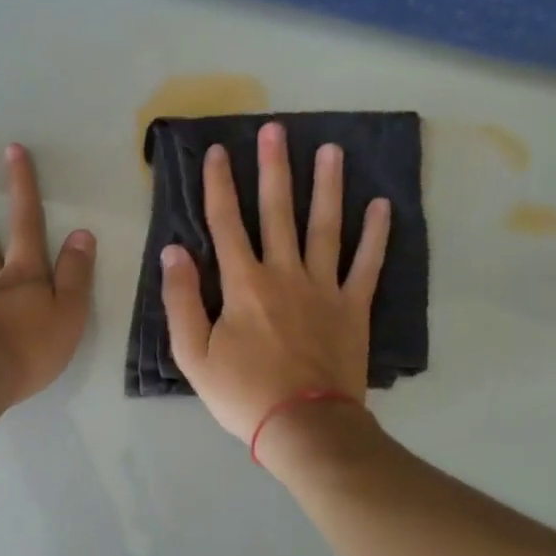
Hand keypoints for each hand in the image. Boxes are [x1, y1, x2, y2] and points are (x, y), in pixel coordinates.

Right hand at [160, 122, 390, 441]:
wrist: (303, 426)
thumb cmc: (242, 393)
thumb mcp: (192, 354)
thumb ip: (180, 300)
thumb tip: (173, 251)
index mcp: (243, 284)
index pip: (226, 223)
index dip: (219, 185)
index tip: (216, 151)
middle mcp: (284, 273)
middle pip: (277, 212)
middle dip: (274, 168)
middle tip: (276, 129)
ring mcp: (324, 288)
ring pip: (325, 227)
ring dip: (327, 186)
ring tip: (331, 150)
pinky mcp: (353, 307)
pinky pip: (367, 264)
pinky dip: (376, 235)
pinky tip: (382, 205)